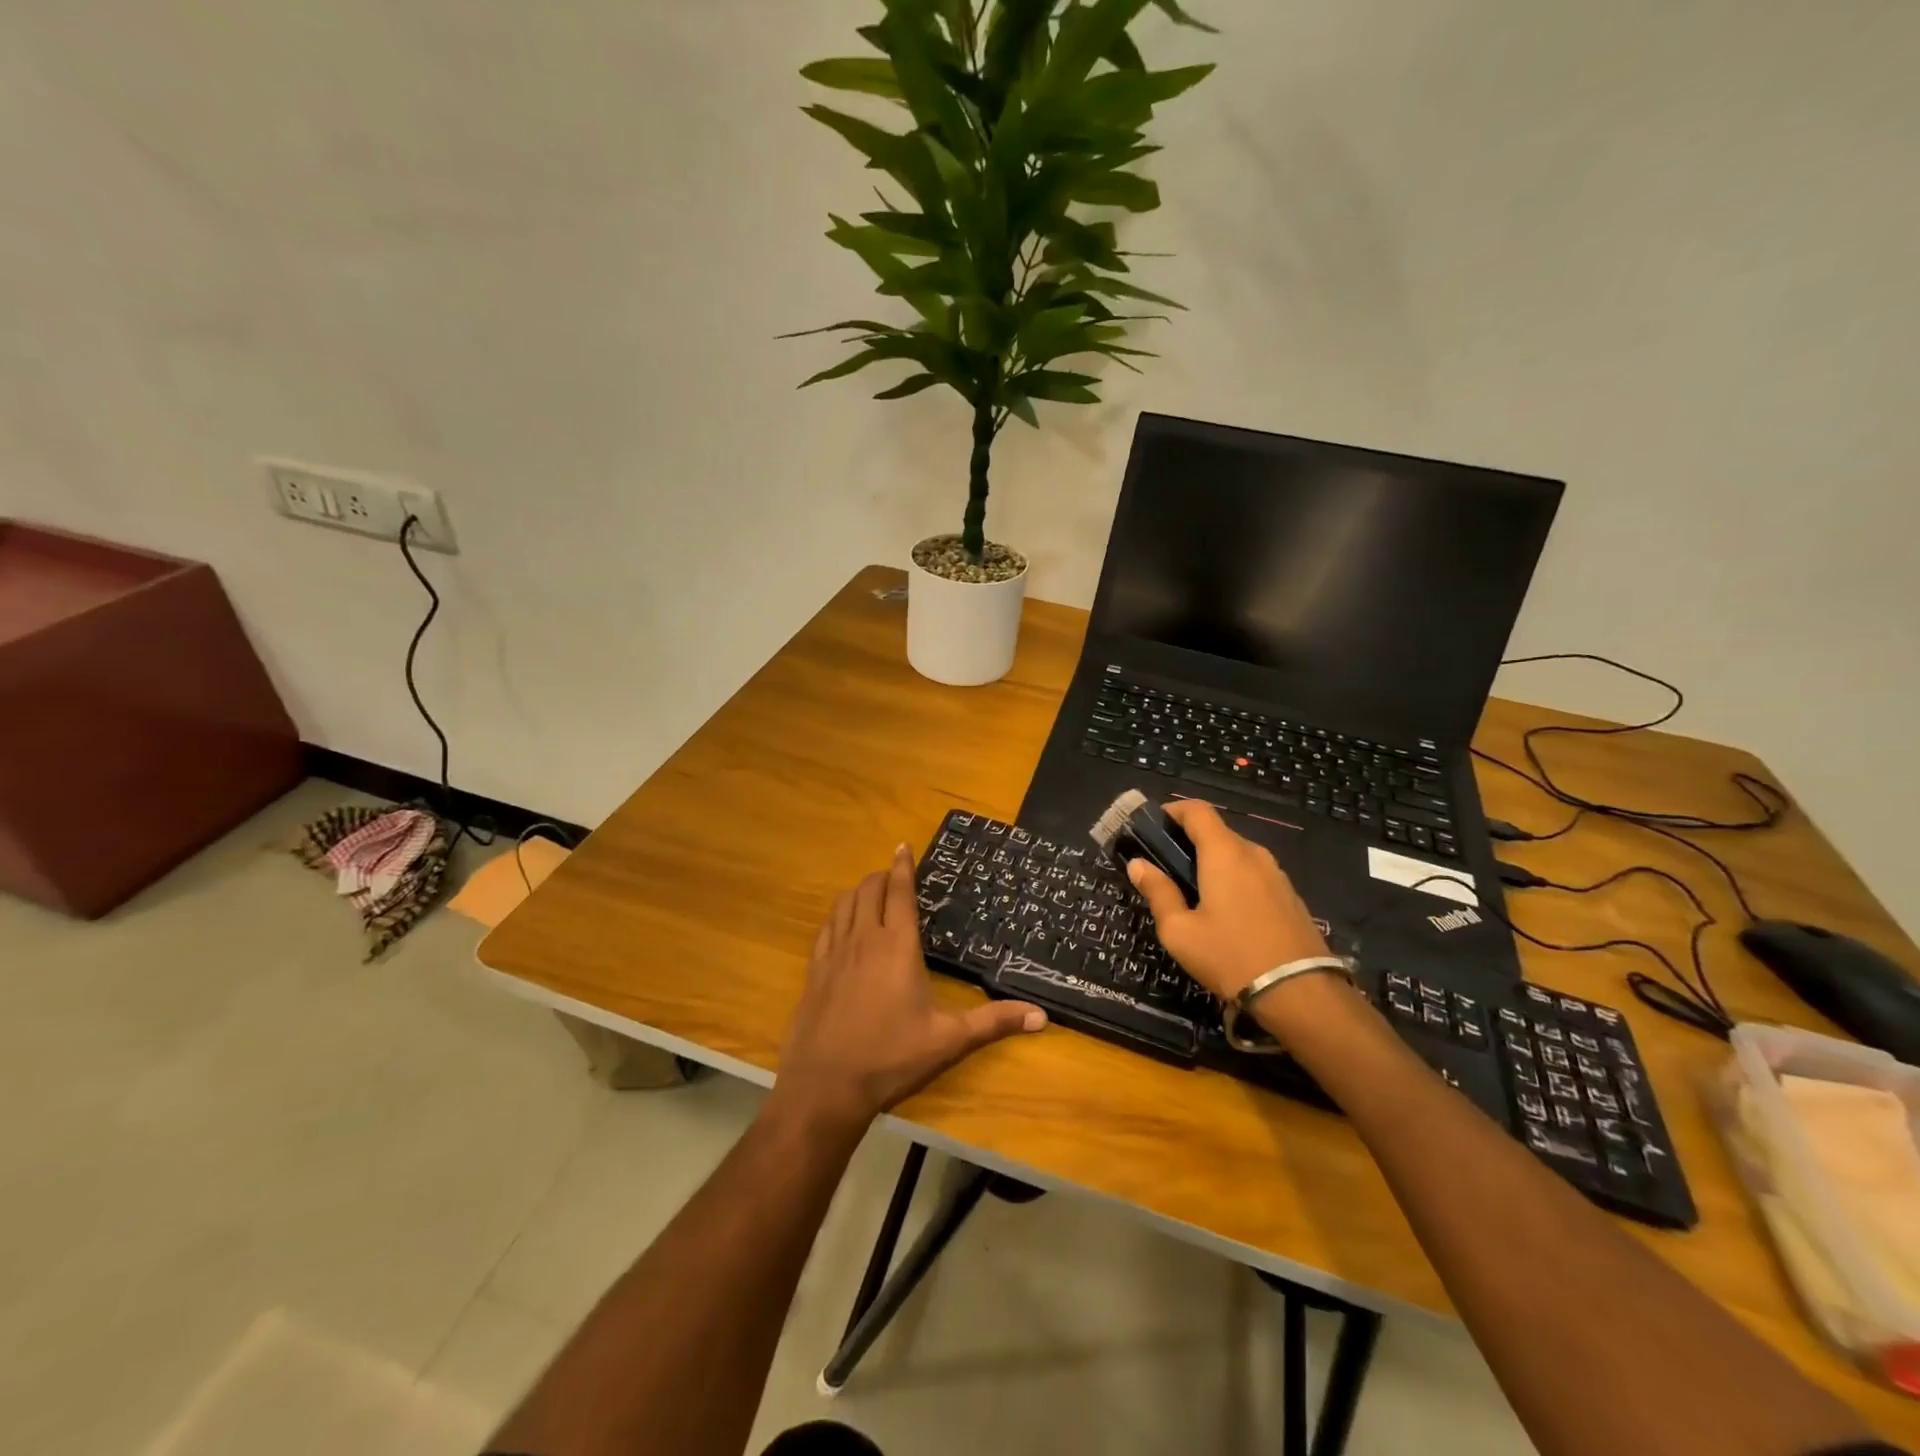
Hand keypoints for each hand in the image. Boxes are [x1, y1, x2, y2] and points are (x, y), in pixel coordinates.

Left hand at [774, 845, 1046, 1134]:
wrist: (825, 1086)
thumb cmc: (891, 1058)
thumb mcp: (949, 1041)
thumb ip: (993, 1023)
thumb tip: (1042, 1017)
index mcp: (898, 947)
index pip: (899, 893)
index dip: (902, 867)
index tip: (903, 846)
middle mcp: (864, 940)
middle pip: (869, 890)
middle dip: (882, 876)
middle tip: (894, 876)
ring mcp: (835, 954)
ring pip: (844, 904)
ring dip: (859, 892)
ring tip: (871, 893)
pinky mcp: (814, 971)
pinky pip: (826, 928)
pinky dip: (838, 915)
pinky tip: (843, 925)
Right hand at [1126, 800, 1331, 1001]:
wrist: (1301, 994)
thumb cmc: (1230, 956)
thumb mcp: (1180, 931)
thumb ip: (1157, 892)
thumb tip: (1138, 864)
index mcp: (1224, 853)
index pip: (1197, 810)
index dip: (1172, 811)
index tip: (1152, 828)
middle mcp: (1253, 854)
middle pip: (1217, 832)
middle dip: (1189, 842)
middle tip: (1166, 869)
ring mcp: (1277, 875)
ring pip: (1237, 855)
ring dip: (1213, 864)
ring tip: (1194, 895)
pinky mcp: (1291, 897)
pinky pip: (1254, 875)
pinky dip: (1234, 880)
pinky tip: (1226, 914)